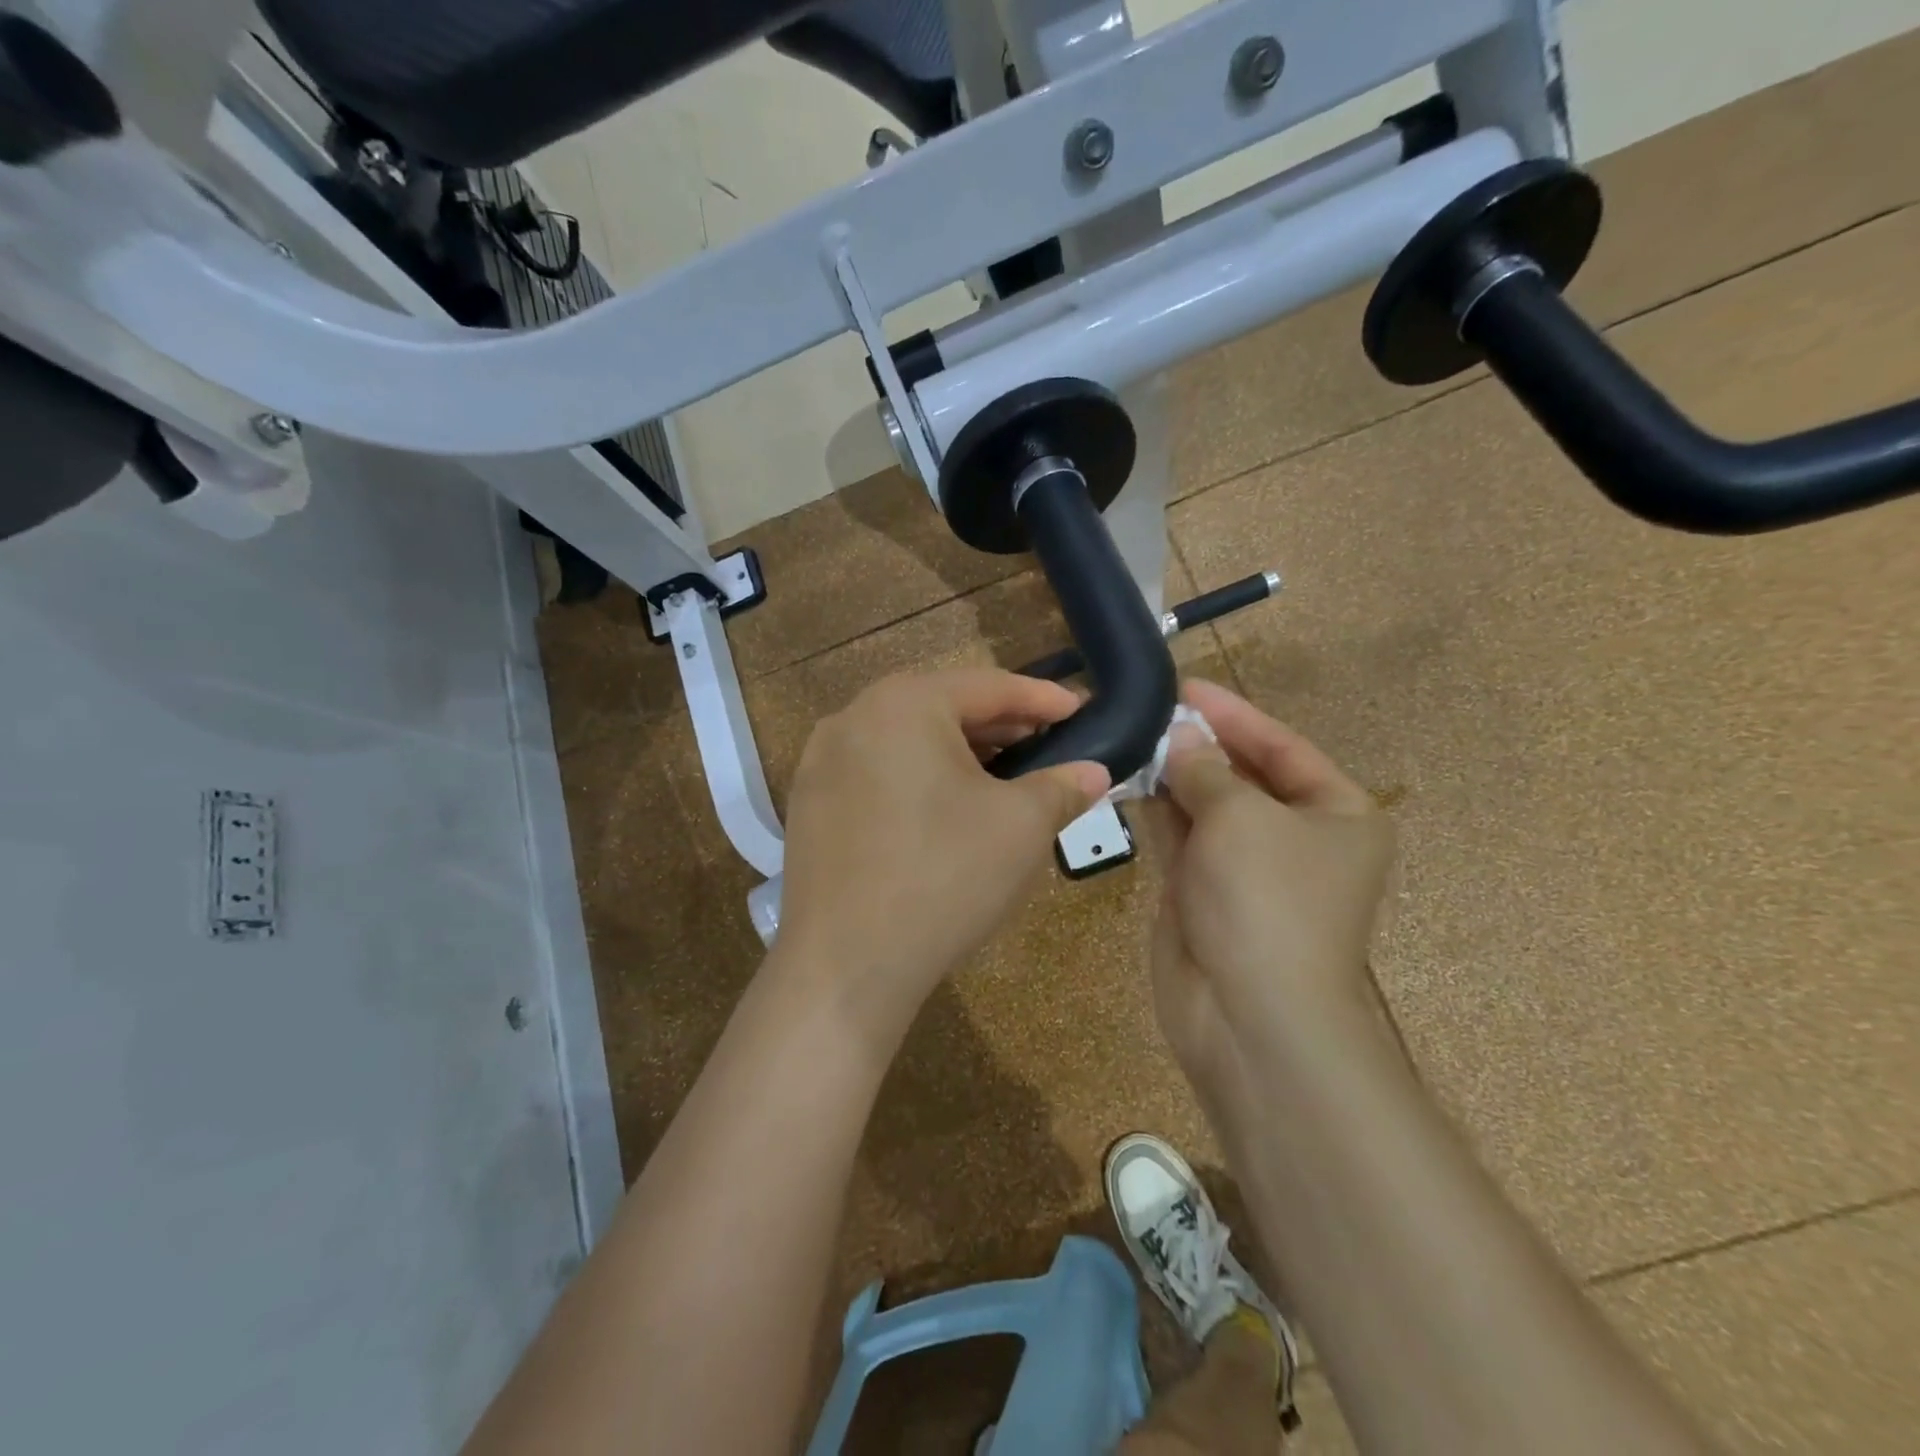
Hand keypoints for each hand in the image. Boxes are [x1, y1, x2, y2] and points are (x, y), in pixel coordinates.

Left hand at [773, 669, 1110, 1048]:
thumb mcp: (1021, 827)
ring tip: (1003, 777)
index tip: (1081, 710)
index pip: (988, 686)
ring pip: (907, 740)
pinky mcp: (809, 803)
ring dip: (959, 753)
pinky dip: (918, 778)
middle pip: (943, 708)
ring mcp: (822, 761)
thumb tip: (1095, 772)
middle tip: (1047, 744)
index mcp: (904, 704)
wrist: (845, 965)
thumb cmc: (944, 878)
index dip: (1041, 699)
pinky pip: (877, 771)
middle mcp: (853, 717)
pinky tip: (945, 809)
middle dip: (1001, 726)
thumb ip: (1063, 787)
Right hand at [1145, 680, 1396, 1106]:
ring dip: (1173, 775)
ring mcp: (1247, 870)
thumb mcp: (1240, 816)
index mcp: (1338, 816)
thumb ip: (1205, 768)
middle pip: (1243, 775)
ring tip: (1130, 737)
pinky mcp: (1204, 894)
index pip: (1283, 748)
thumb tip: (1179, 736)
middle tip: (1149, 711)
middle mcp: (1296, 839)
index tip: (1185, 687)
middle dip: (1199, 745)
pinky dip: (1158, 810)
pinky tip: (1127, 779)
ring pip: (1206, 807)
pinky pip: (1180, 839)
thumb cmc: (1266, 900)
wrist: (1249, 1016)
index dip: (1234, 715)